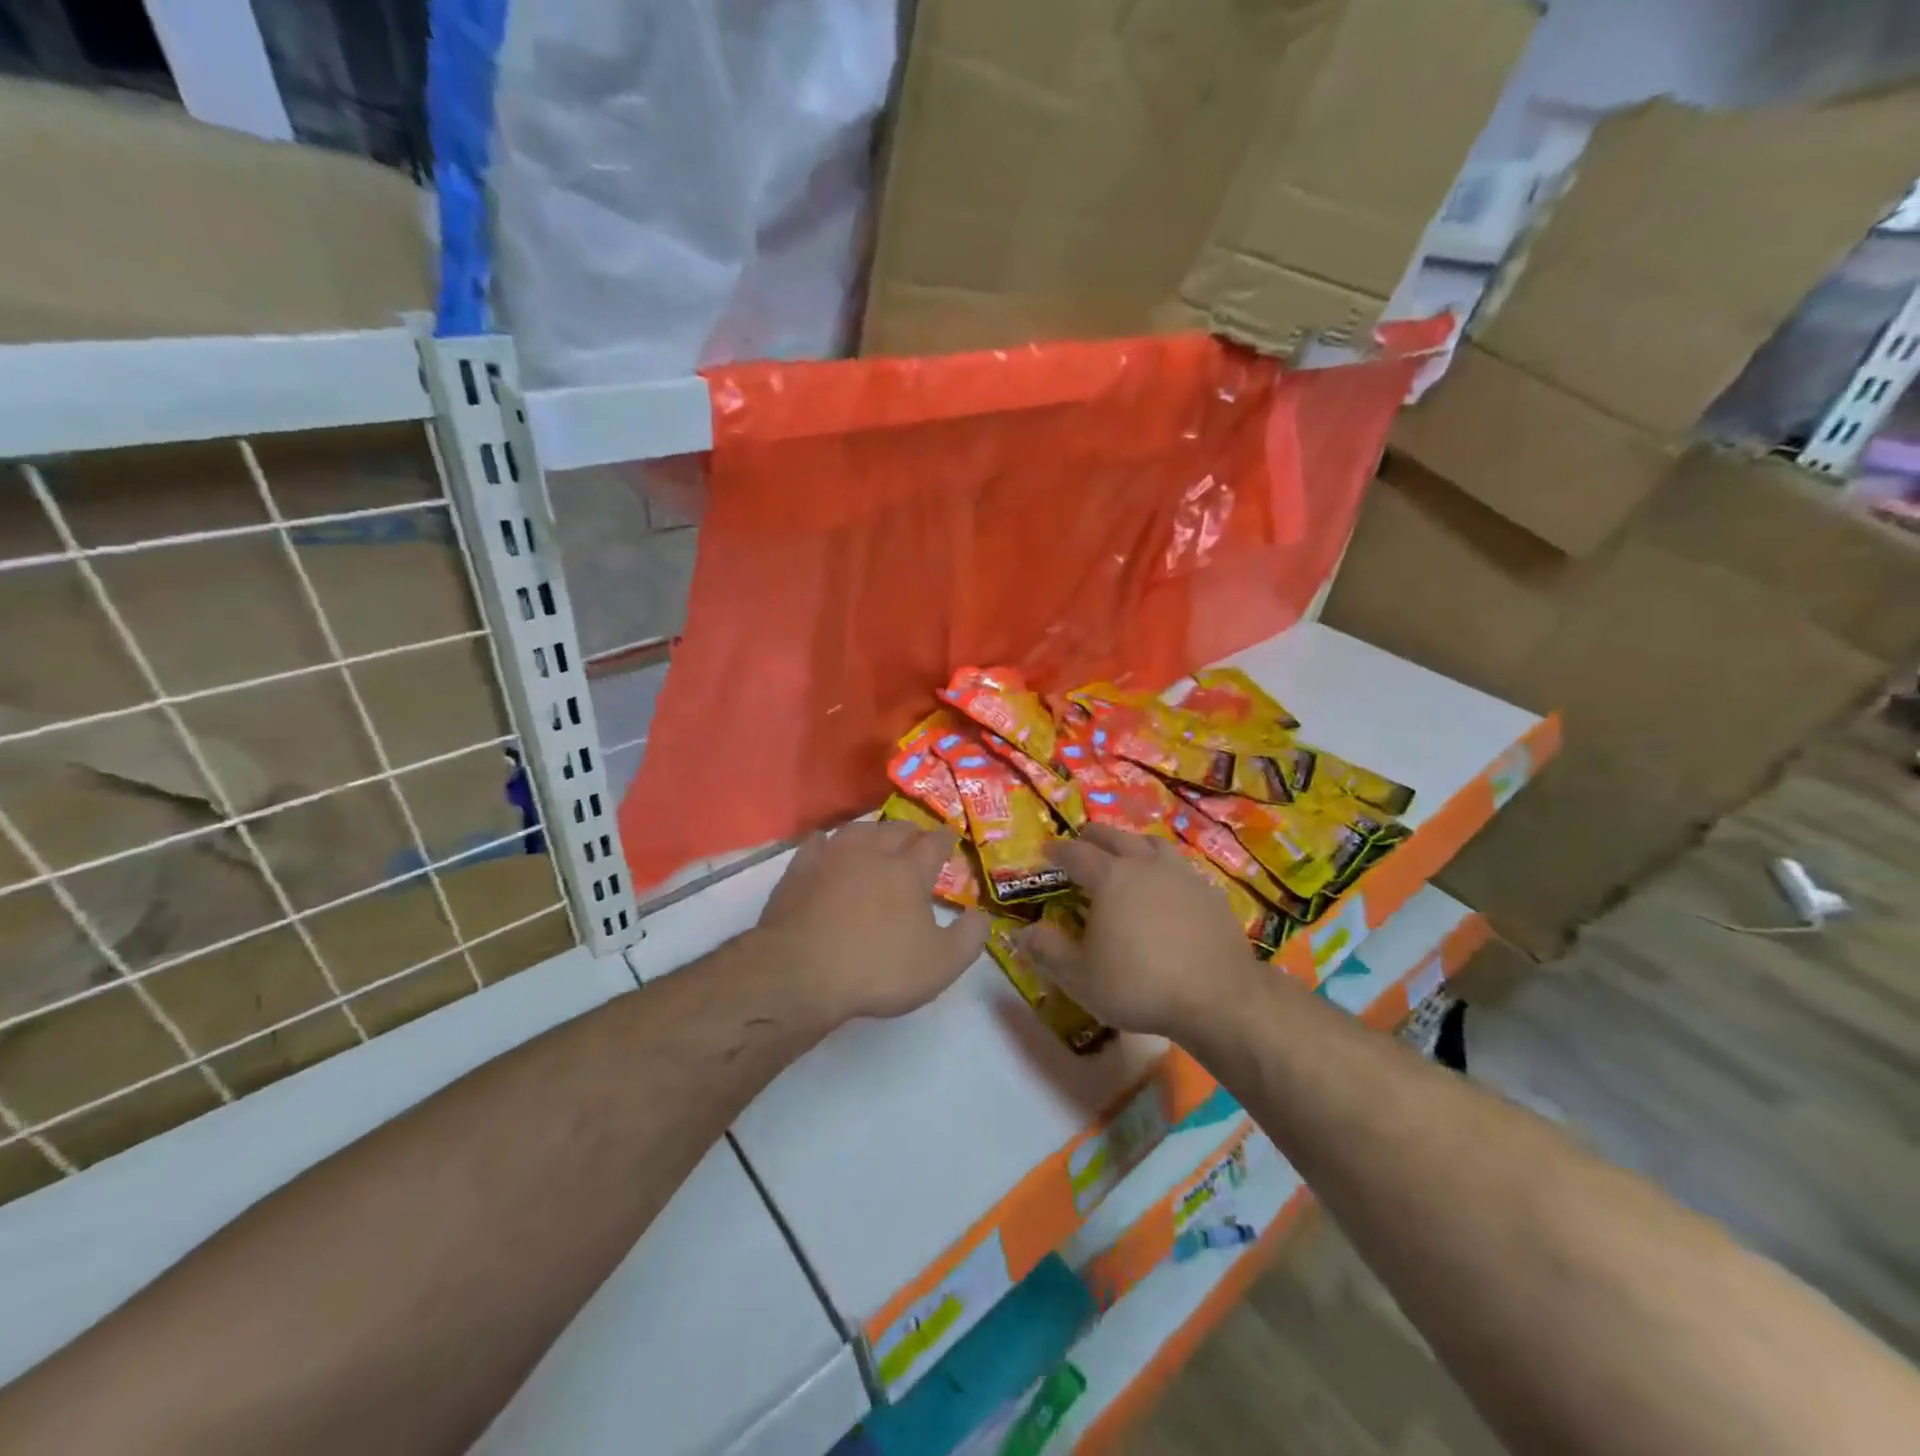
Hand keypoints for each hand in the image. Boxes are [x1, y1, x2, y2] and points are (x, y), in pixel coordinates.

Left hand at [755, 821, 989, 1023]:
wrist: (801, 972)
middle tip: (916, 841)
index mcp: (909, 870)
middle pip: (896, 829)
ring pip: (858, 829)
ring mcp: (832, 857)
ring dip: (873, 831)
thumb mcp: (940, 965)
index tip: (950, 838)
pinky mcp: (799, 869)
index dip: (945, 839)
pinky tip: (828, 848)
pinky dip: (829, 843)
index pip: (934, 843)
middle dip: (911, 832)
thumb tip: (982, 916)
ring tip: (878, 839)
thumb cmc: (878, 968)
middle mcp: (873, 852)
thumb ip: (969, 938)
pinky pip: (818, 843)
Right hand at [1022, 824, 1258, 1039]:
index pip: (1076, 854)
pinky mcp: (1210, 893)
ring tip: (1126, 852)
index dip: (1058, 850)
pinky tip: (1167, 884)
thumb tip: (1021, 933)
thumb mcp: (1082, 978)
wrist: (1218, 997)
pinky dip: (1165, 867)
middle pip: (1116, 838)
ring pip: (1153, 844)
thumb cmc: (1140, 985)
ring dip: (1133, 843)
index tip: (1047, 849)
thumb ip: (1049, 952)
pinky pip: (1181, 867)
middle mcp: (1145, 866)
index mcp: (1110, 878)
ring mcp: (1182, 875)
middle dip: (1094, 836)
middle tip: (1083, 840)